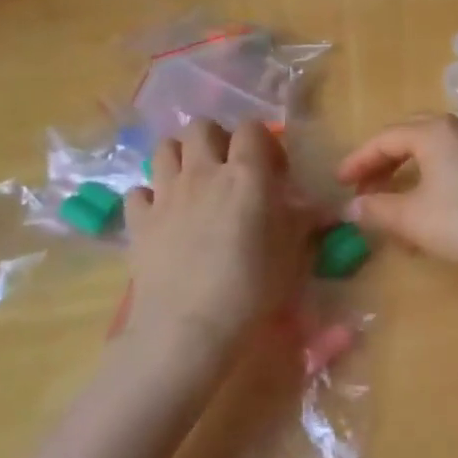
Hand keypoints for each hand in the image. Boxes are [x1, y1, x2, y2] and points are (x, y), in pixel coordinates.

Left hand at [122, 120, 320, 352]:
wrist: (187, 331)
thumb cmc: (250, 289)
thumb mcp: (290, 253)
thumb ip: (302, 221)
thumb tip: (320, 208)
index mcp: (246, 174)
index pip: (252, 128)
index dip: (264, 143)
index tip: (273, 172)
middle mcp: (203, 172)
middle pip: (201, 127)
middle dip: (216, 139)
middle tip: (229, 169)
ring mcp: (166, 194)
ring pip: (165, 148)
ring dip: (181, 157)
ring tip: (194, 183)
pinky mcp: (138, 221)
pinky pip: (138, 191)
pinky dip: (150, 197)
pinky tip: (163, 216)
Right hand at [335, 114, 457, 290]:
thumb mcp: (413, 219)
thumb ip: (377, 209)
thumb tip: (351, 208)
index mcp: (436, 130)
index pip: (386, 138)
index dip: (358, 161)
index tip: (339, 183)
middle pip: (411, 138)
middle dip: (384, 164)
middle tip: (363, 190)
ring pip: (436, 152)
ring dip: (409, 175)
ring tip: (393, 207)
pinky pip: (457, 162)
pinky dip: (435, 180)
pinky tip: (431, 211)